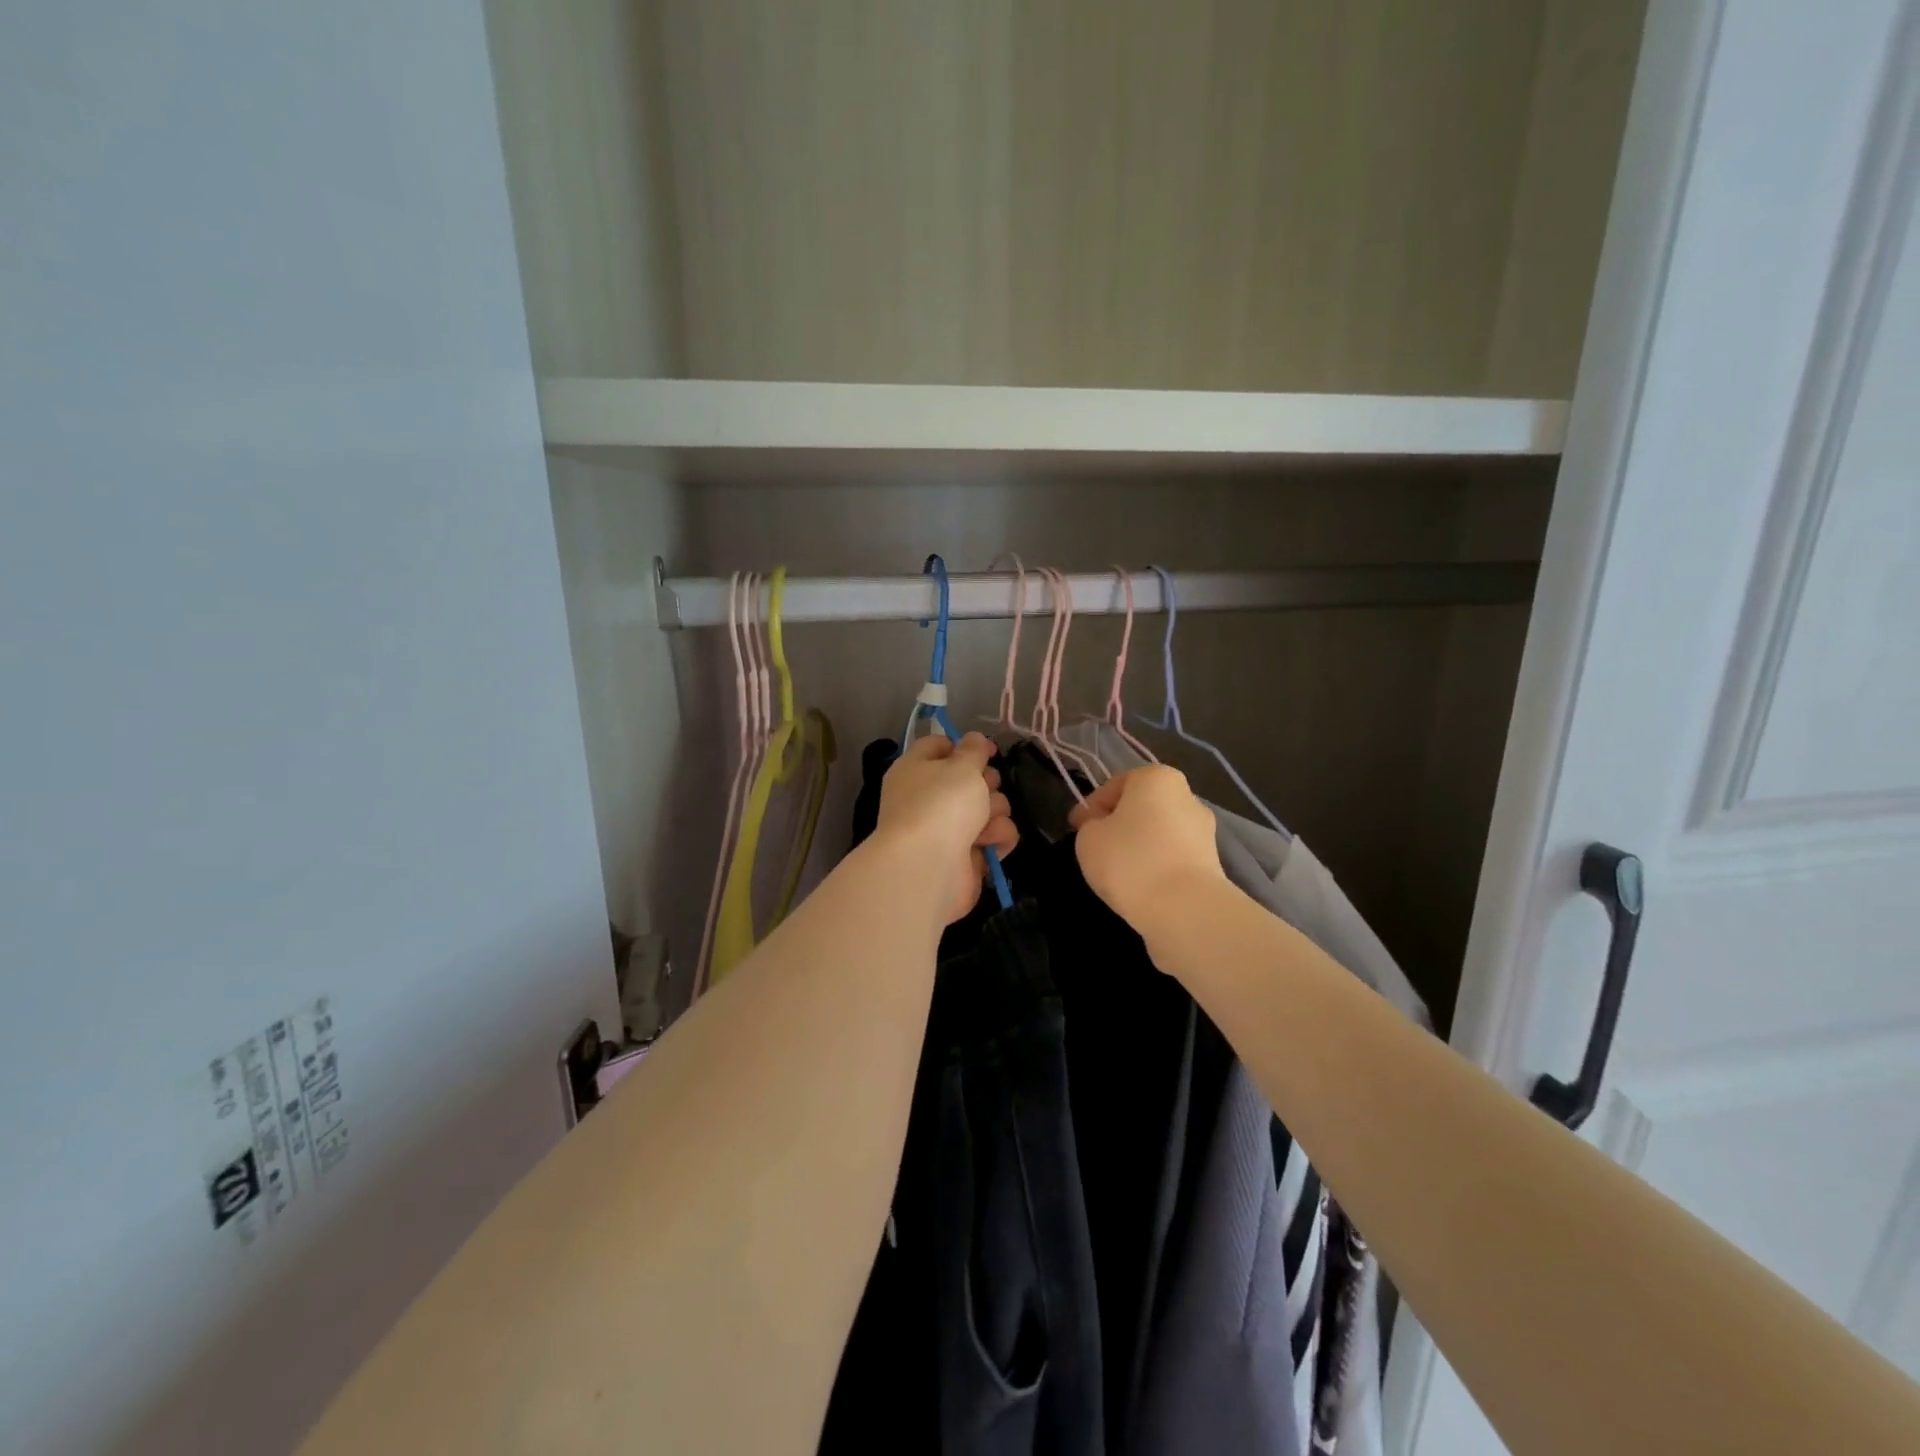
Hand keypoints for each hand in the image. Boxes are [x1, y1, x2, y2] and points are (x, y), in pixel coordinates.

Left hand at [876, 732, 1019, 923]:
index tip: (988, 750)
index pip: (938, 747)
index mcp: (916, 769)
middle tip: (986, 787)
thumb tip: (973, 740)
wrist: (929, 866)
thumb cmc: (941, 803)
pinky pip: (993, 838)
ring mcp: (947, 829)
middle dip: (986, 782)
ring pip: (987, 808)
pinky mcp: (966, 857)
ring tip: (986, 821)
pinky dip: (996, 839)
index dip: (964, 745)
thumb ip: (973, 749)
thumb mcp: (961, 765)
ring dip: (995, 811)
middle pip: (969, 779)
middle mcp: (928, 798)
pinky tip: (990, 843)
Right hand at [1068, 765, 1226, 929]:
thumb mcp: (1088, 837)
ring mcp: (1204, 832)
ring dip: (1140, 849)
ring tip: (1118, 875)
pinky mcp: (1212, 866)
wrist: (1184, 910)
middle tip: (1096, 849)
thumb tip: (1103, 827)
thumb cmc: (1129, 860)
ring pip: (1159, 835)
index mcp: (1157, 778)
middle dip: (1119, 825)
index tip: (1076, 829)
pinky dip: (1157, 870)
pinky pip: (1173, 860)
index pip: (1115, 785)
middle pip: (1142, 808)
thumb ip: (1091, 825)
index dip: (1091, 807)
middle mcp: (1187, 797)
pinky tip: (1140, 889)